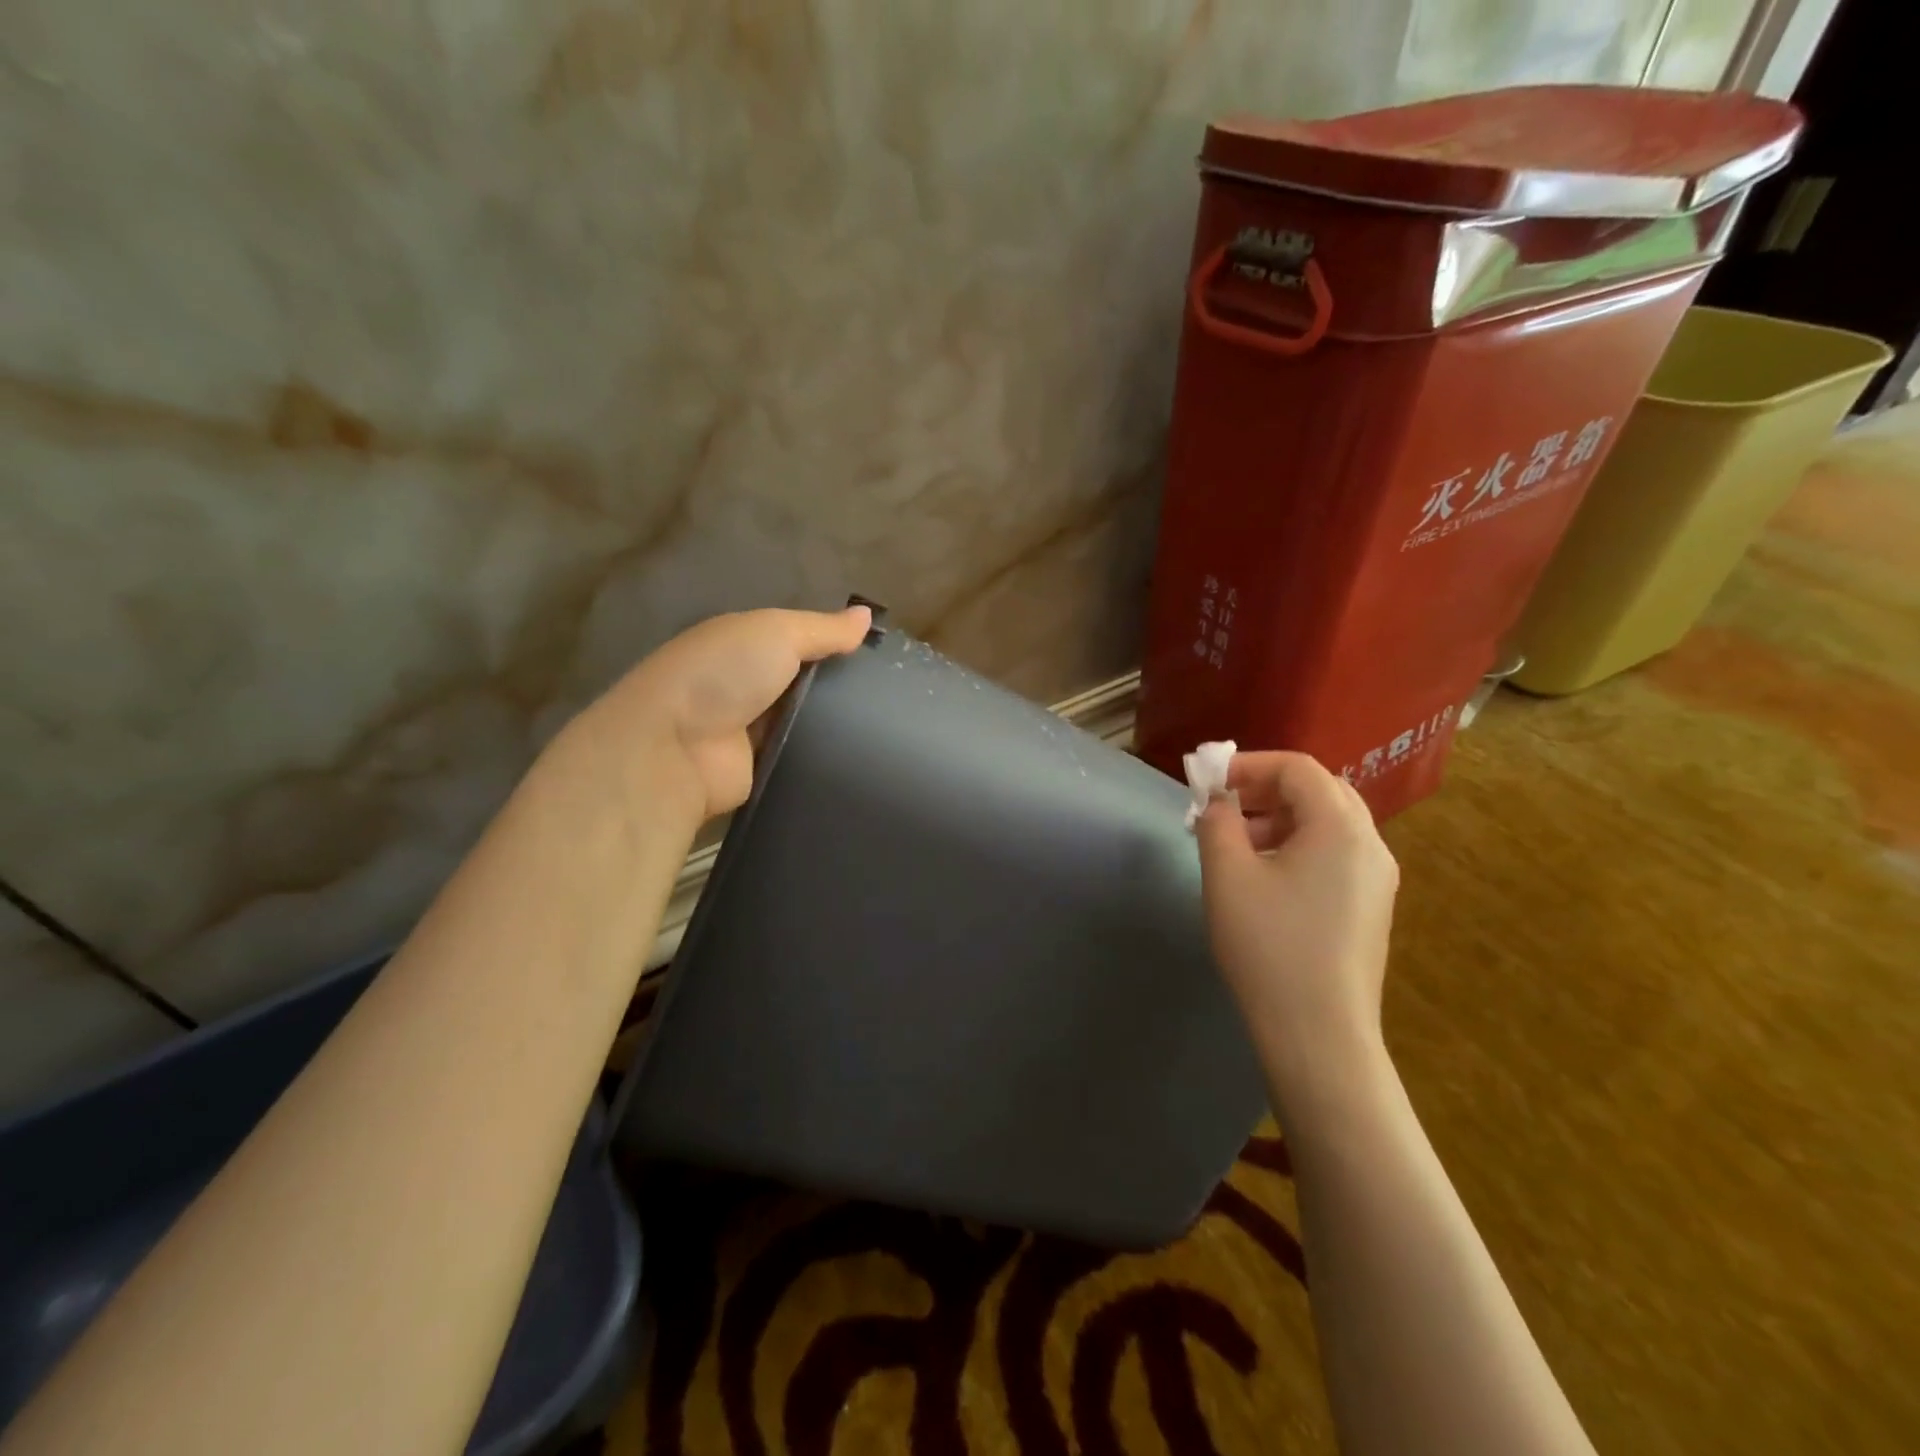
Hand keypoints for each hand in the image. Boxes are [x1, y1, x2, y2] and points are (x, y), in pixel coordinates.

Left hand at [577, 605, 871, 823]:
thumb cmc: (723, 674)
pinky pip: (802, 759)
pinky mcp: (759, 770)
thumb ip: (823, 628)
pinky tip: (863, 756)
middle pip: (807, 685)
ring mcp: (752, 731)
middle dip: (842, 688)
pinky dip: (825, 757)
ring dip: (837, 725)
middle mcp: (747, 686)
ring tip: (890, 728)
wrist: (674, 749)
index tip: (882, 656)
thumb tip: (867, 615)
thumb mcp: (777, 632)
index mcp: (745, 645)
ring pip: (809, 724)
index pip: (801, 642)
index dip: (837, 646)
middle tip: (895, 696)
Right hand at [1194, 752, 1399, 1093]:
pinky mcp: (1371, 908)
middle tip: (1221, 808)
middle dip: (1264, 790)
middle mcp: (1370, 844)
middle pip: (1318, 791)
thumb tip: (1219, 801)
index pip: (1297, 768)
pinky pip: (1335, 855)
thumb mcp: (1227, 875)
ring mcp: (1377, 879)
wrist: (1319, 1035)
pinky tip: (1264, 879)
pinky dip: (1297, 847)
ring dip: (1278, 820)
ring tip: (1235, 846)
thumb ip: (1217, 821)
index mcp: (1341, 827)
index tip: (1207, 783)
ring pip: (1327, 824)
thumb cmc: (1268, 946)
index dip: (1248, 765)